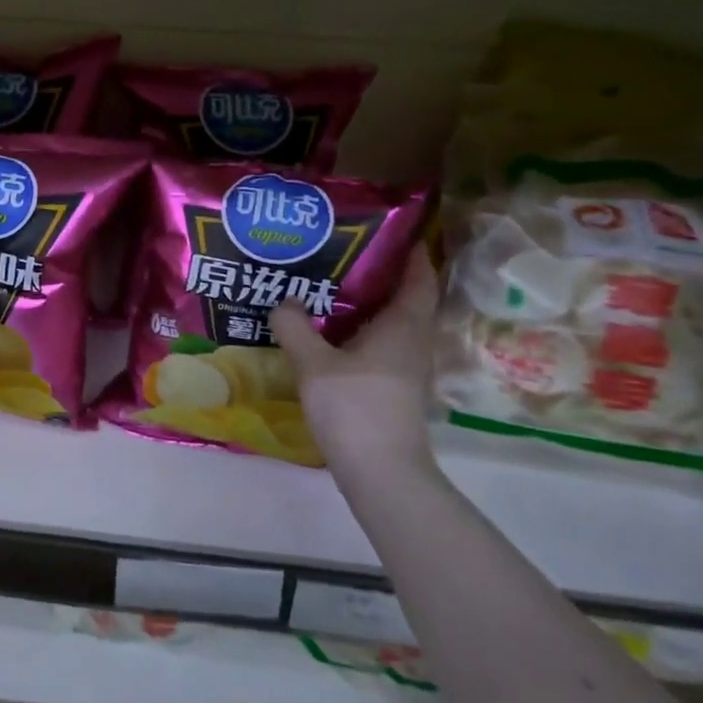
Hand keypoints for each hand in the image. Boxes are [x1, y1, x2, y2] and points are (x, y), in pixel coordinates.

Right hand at [270, 249, 439, 479]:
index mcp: (403, 327)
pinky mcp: (393, 388)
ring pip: (390, 324)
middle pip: (404, 299)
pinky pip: (379, 345)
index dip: (410, 252)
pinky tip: (326, 334)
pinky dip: (358, 331)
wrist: (381, 472)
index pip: (419, 278)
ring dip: (365, 305)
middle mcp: (412, 342)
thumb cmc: (354, 408)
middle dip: (377, 275)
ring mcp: (406, 368)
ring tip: (324, 289)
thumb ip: (295, 326)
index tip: (388, 230)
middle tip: (339, 254)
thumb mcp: (314, 362)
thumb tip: (284, 298)